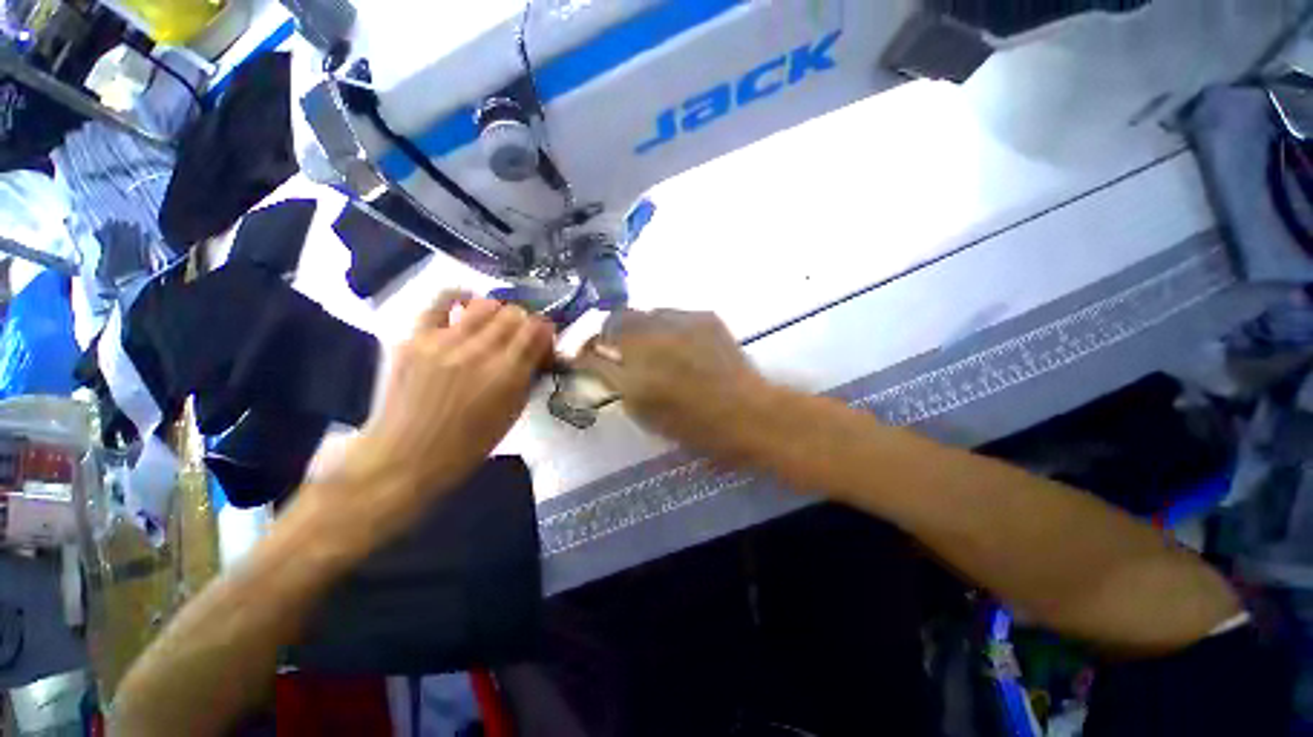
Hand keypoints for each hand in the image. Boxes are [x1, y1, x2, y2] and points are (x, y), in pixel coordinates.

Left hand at [342, 292, 553, 507]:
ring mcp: (444, 341)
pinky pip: (440, 301)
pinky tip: (466, 304)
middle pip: (514, 314)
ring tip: (495, 326)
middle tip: (520, 338)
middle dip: (525, 323)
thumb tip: (537, 351)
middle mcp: (479, 352)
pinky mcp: (415, 338)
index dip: (545, 332)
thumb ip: (528, 376)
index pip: (538, 330)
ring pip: (485, 305)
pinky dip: (459, 297)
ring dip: (499, 313)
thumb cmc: (468, 445)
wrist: (405, 457)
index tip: (543, 342)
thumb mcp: (512, 413)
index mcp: (507, 375)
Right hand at [575, 309, 767, 459]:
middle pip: (616, 320)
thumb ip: (616, 383)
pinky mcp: (705, 316)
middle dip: (610, 332)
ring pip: (646, 313)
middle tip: (616, 347)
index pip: (594, 347)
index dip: (585, 350)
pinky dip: (668, 327)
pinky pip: (674, 314)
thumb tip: (599, 364)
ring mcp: (681, 322)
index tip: (584, 355)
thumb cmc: (693, 425)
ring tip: (652, 345)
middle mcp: (653, 337)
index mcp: (634, 368)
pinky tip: (680, 344)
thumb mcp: (644, 412)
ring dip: (641, 328)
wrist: (747, 412)